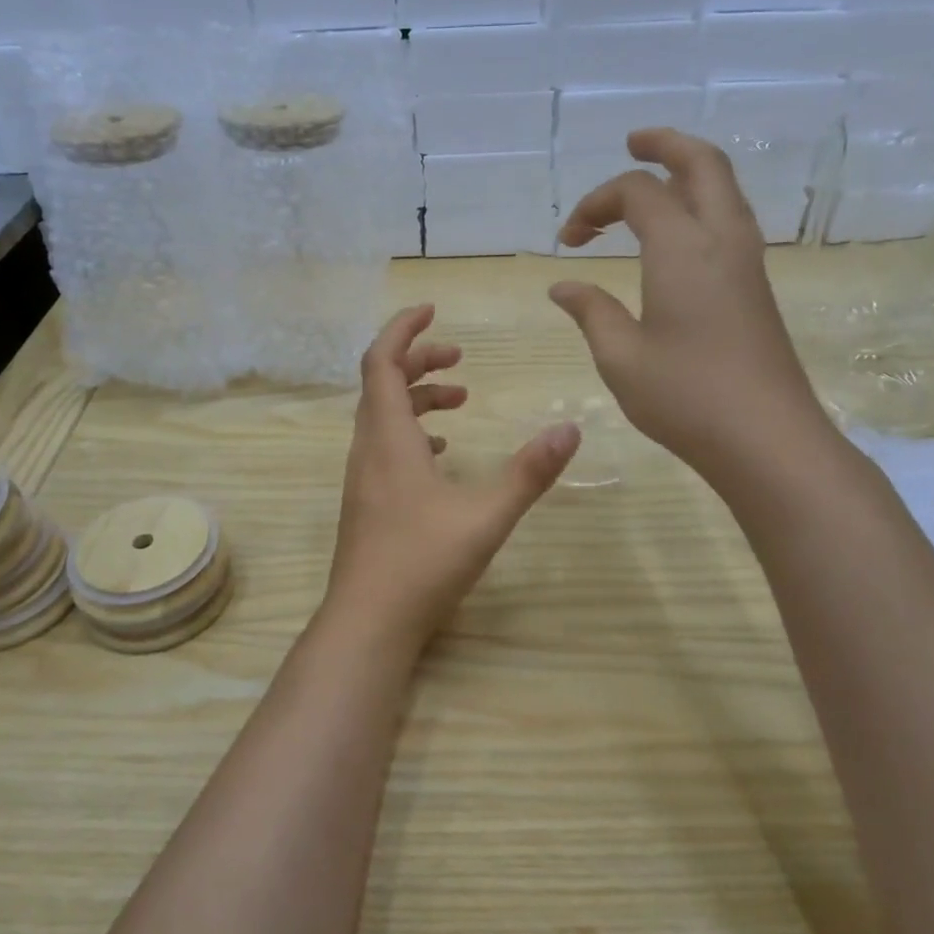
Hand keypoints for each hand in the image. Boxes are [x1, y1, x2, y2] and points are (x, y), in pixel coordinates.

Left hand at [325, 304, 579, 641]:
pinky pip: (385, 446)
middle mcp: (368, 449)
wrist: (368, 623)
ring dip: (416, 398)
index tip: (432, 310)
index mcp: (388, 438)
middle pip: (381, 384)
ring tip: (460, 399)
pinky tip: (440, 452)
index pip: (381, 362)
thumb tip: (571, 429)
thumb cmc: (422, 564)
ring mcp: (363, 478)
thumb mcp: (485, 516)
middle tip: (459, 360)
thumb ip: (528, 473)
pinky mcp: (367, 502)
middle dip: (417, 361)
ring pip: (382, 416)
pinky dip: (410, 431)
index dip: (402, 329)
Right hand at [549, 128, 831, 480]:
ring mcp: (747, 262)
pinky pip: (730, 220)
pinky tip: (679, 234)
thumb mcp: (620, 356)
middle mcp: (721, 240)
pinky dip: (701, 204)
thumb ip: (591, 312)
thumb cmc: (684, 397)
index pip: (636, 193)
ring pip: (724, 189)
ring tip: (654, 180)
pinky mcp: (757, 287)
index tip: (568, 242)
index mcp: (682, 248)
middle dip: (665, 145)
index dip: (594, 205)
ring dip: (688, 172)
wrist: (767, 438)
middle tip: (633, 143)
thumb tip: (563, 286)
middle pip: (701, 164)